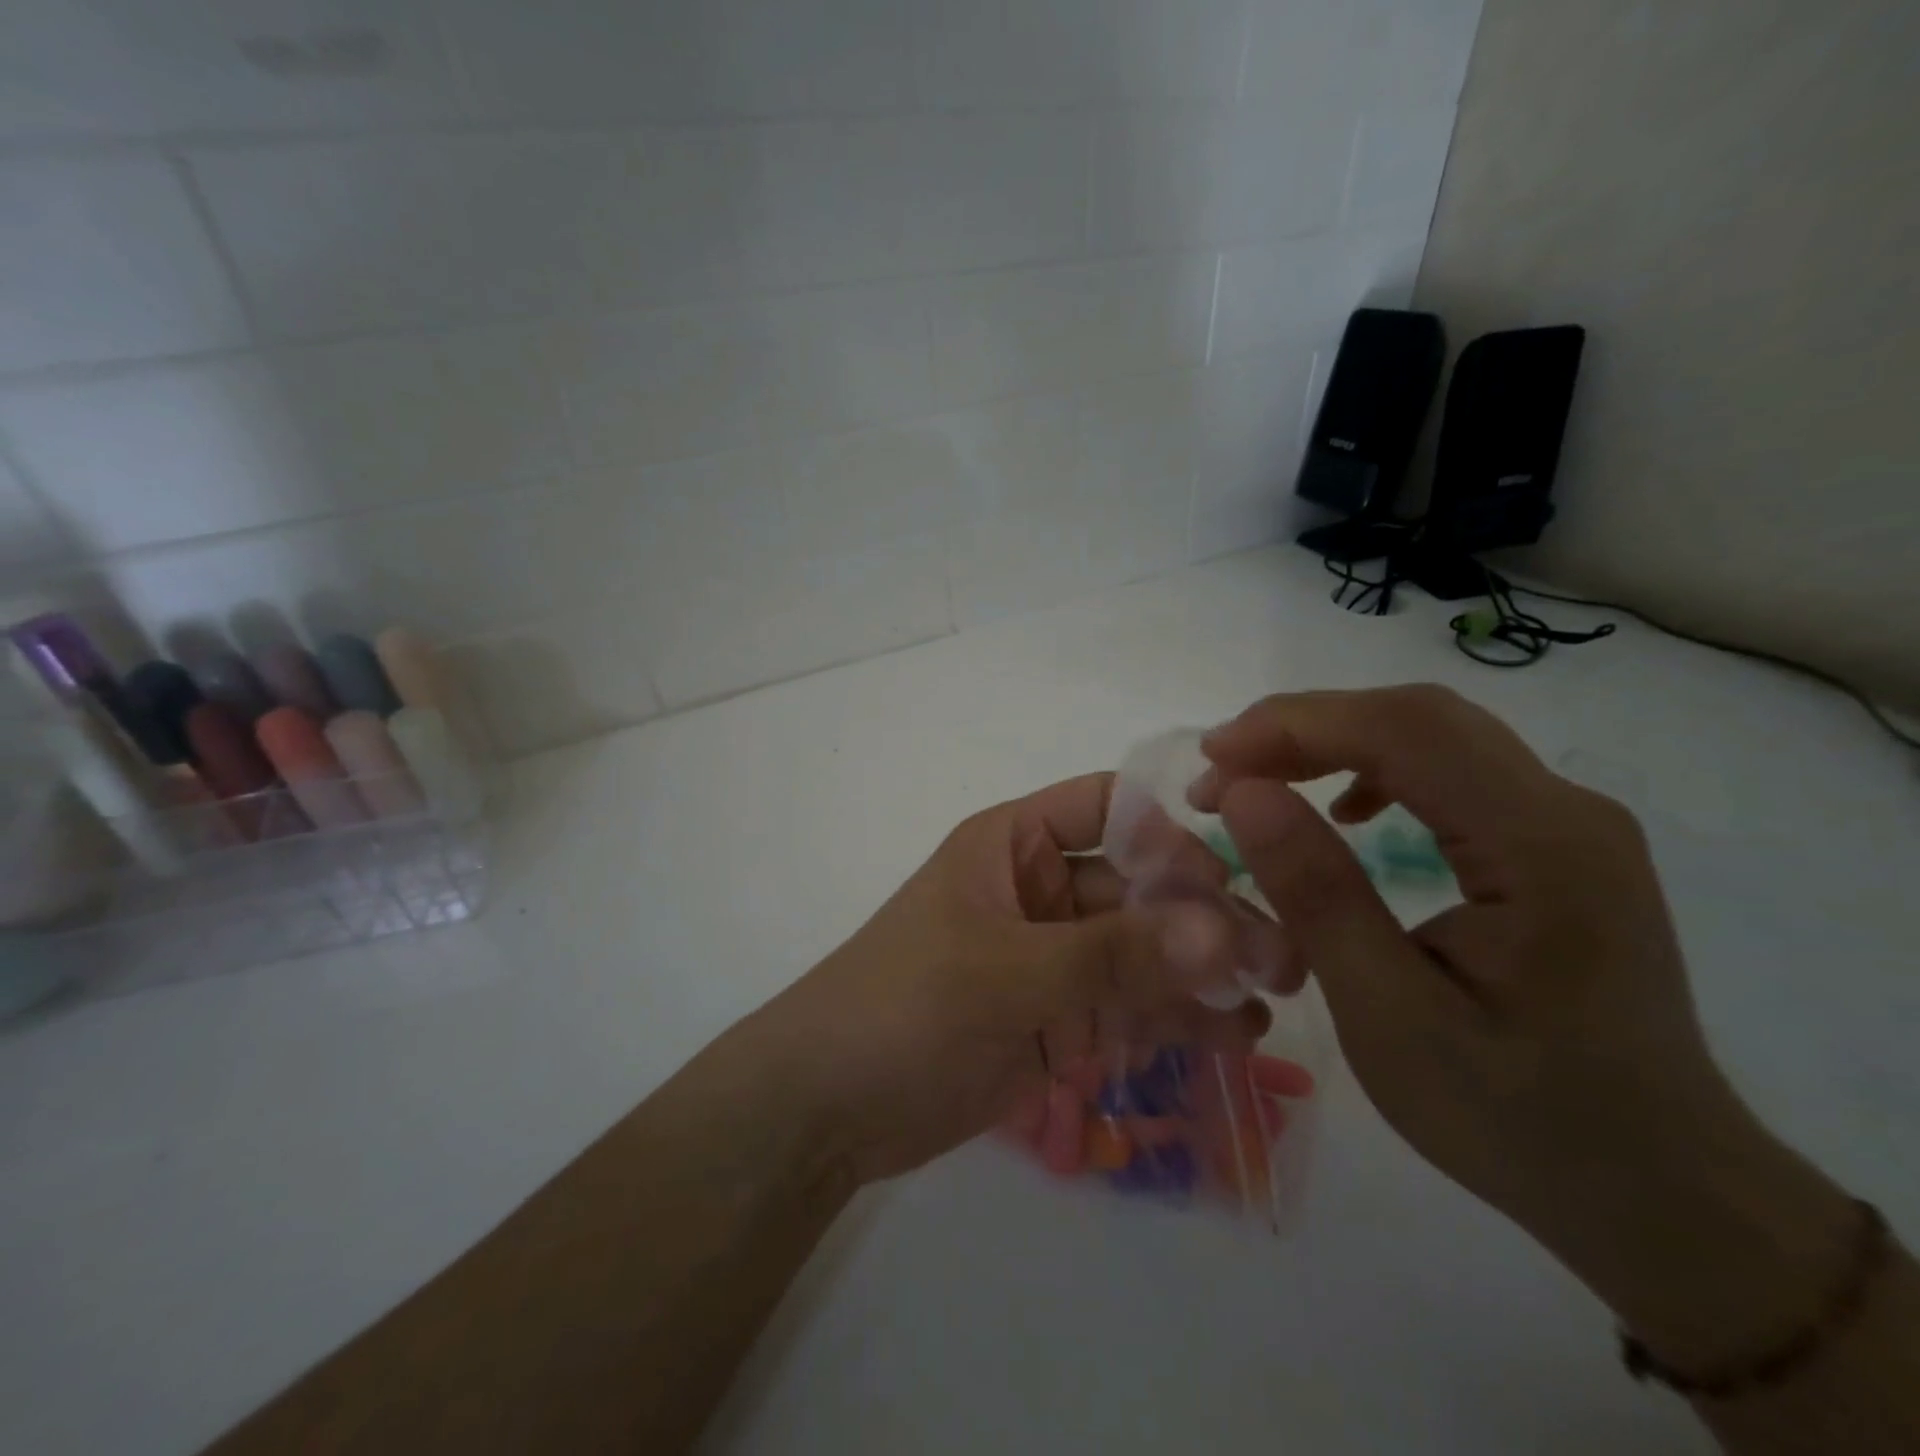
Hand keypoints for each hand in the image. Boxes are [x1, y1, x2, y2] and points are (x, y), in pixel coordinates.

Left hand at [749, 774, 1267, 1186]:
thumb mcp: (1003, 972)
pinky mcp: (1061, 1020)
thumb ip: (1112, 955)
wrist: (829, 1107)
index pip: (1106, 807)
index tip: (1247, 860)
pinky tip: (1233, 1034)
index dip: (1170, 824)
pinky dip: (1177, 1016)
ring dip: (1202, 969)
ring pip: (1144, 950)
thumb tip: (1223, 931)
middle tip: (1280, 956)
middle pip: (1139, 885)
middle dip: (1204, 915)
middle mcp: (1041, 892)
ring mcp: (1054, 958)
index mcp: (1013, 845)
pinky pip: (1130, 1006)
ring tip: (1274, 996)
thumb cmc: (902, 1006)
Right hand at [1194, 685, 1856, 1368]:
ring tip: (1261, 785)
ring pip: (1433, 736)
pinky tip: (1342, 811)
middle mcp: (1568, 810)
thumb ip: (1317, 894)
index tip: (1212, 757)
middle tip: (1222, 770)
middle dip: (1305, 728)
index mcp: (1544, 847)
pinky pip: (1452, 771)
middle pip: (1420, 718)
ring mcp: (1569, 822)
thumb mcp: (1390, 1016)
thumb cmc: (1517, 1118)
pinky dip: (1376, 770)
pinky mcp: (1555, 844)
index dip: (1295, 726)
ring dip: (1333, 745)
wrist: (1658, 1190)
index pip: (1406, 731)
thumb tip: (1243, 792)